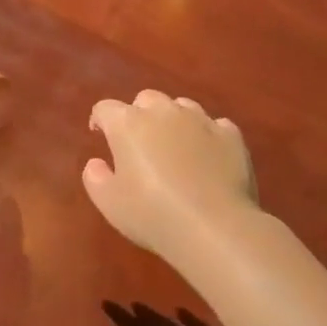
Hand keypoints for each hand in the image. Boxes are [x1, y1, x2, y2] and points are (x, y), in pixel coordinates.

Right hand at [83, 91, 259, 261]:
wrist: (213, 226)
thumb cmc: (151, 214)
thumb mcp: (109, 203)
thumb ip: (95, 177)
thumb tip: (97, 162)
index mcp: (128, 124)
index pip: (106, 108)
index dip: (101, 120)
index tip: (100, 135)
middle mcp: (163, 112)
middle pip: (146, 99)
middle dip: (139, 114)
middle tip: (139, 142)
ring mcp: (200, 120)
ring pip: (182, 106)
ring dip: (173, 120)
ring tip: (175, 146)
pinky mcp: (231, 135)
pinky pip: (215, 125)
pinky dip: (207, 135)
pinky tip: (208, 155)